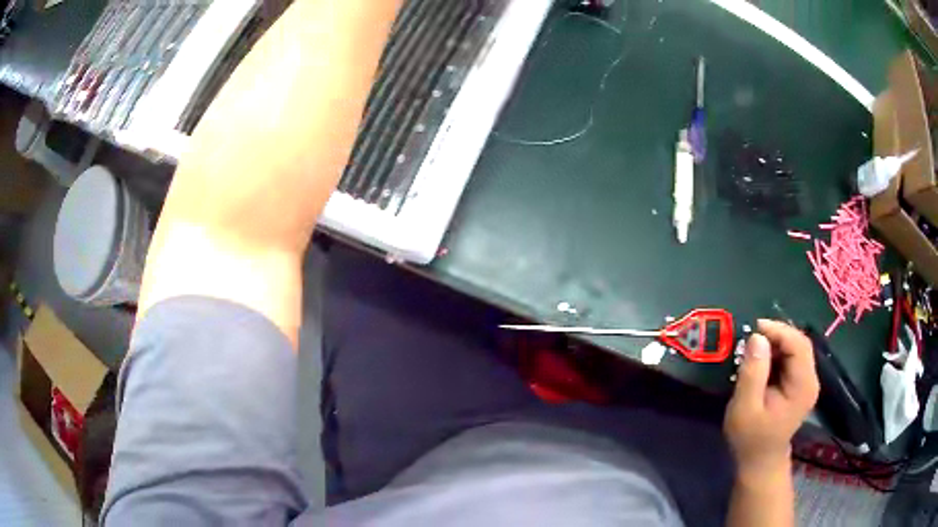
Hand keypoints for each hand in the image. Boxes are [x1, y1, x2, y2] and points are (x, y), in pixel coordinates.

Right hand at [724, 319, 819, 476]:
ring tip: (754, 349)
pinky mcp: (800, 384)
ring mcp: (807, 382)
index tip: (754, 328)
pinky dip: (777, 353)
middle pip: (800, 343)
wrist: (760, 461)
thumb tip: (757, 337)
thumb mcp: (745, 408)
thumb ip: (752, 373)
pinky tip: (762, 361)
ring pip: (796, 348)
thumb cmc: (750, 438)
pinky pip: (792, 358)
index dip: (779, 331)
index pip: (798, 345)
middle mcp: (811, 380)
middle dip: (777, 334)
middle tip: (752, 336)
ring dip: (776, 343)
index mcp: (802, 386)